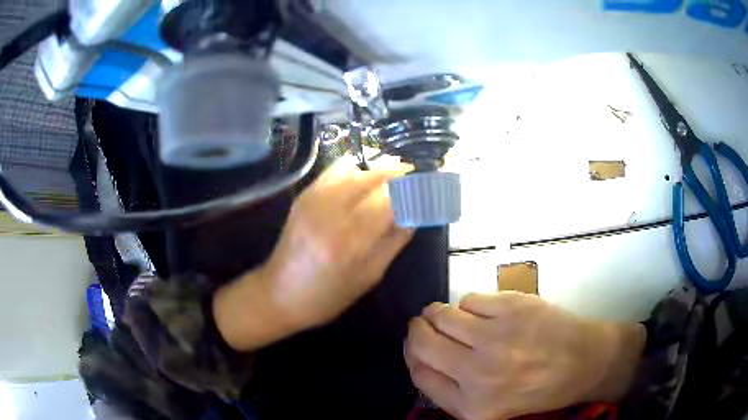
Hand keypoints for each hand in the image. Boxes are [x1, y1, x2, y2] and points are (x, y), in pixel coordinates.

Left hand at [214, 158, 413, 350]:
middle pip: (376, 176)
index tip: (433, 184)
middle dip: (403, 173)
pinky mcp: (304, 195)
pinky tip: (365, 181)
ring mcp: (313, 199)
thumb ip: (396, 240)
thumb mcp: (369, 276)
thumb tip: (417, 211)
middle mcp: (329, 212)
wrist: (278, 294)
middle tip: (419, 179)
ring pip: (358, 167)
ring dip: (381, 170)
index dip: (417, 187)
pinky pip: (336, 169)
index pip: (392, 198)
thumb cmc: (327, 297)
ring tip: (395, 180)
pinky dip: (357, 169)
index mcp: (349, 241)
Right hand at [405, 292, 645, 419]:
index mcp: (471, 407)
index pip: (419, 375)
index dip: (411, 355)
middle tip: (424, 324)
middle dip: (418, 330)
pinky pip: (469, 299)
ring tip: (452, 316)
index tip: (415, 345)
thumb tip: (420, 354)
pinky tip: (485, 313)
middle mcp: (479, 375)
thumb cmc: (537, 389)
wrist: (583, 361)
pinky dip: (471, 305)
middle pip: (422, 342)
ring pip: (442, 314)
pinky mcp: (512, 307)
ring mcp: (497, 338)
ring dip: (440, 313)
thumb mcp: (489, 407)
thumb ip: (451, 390)